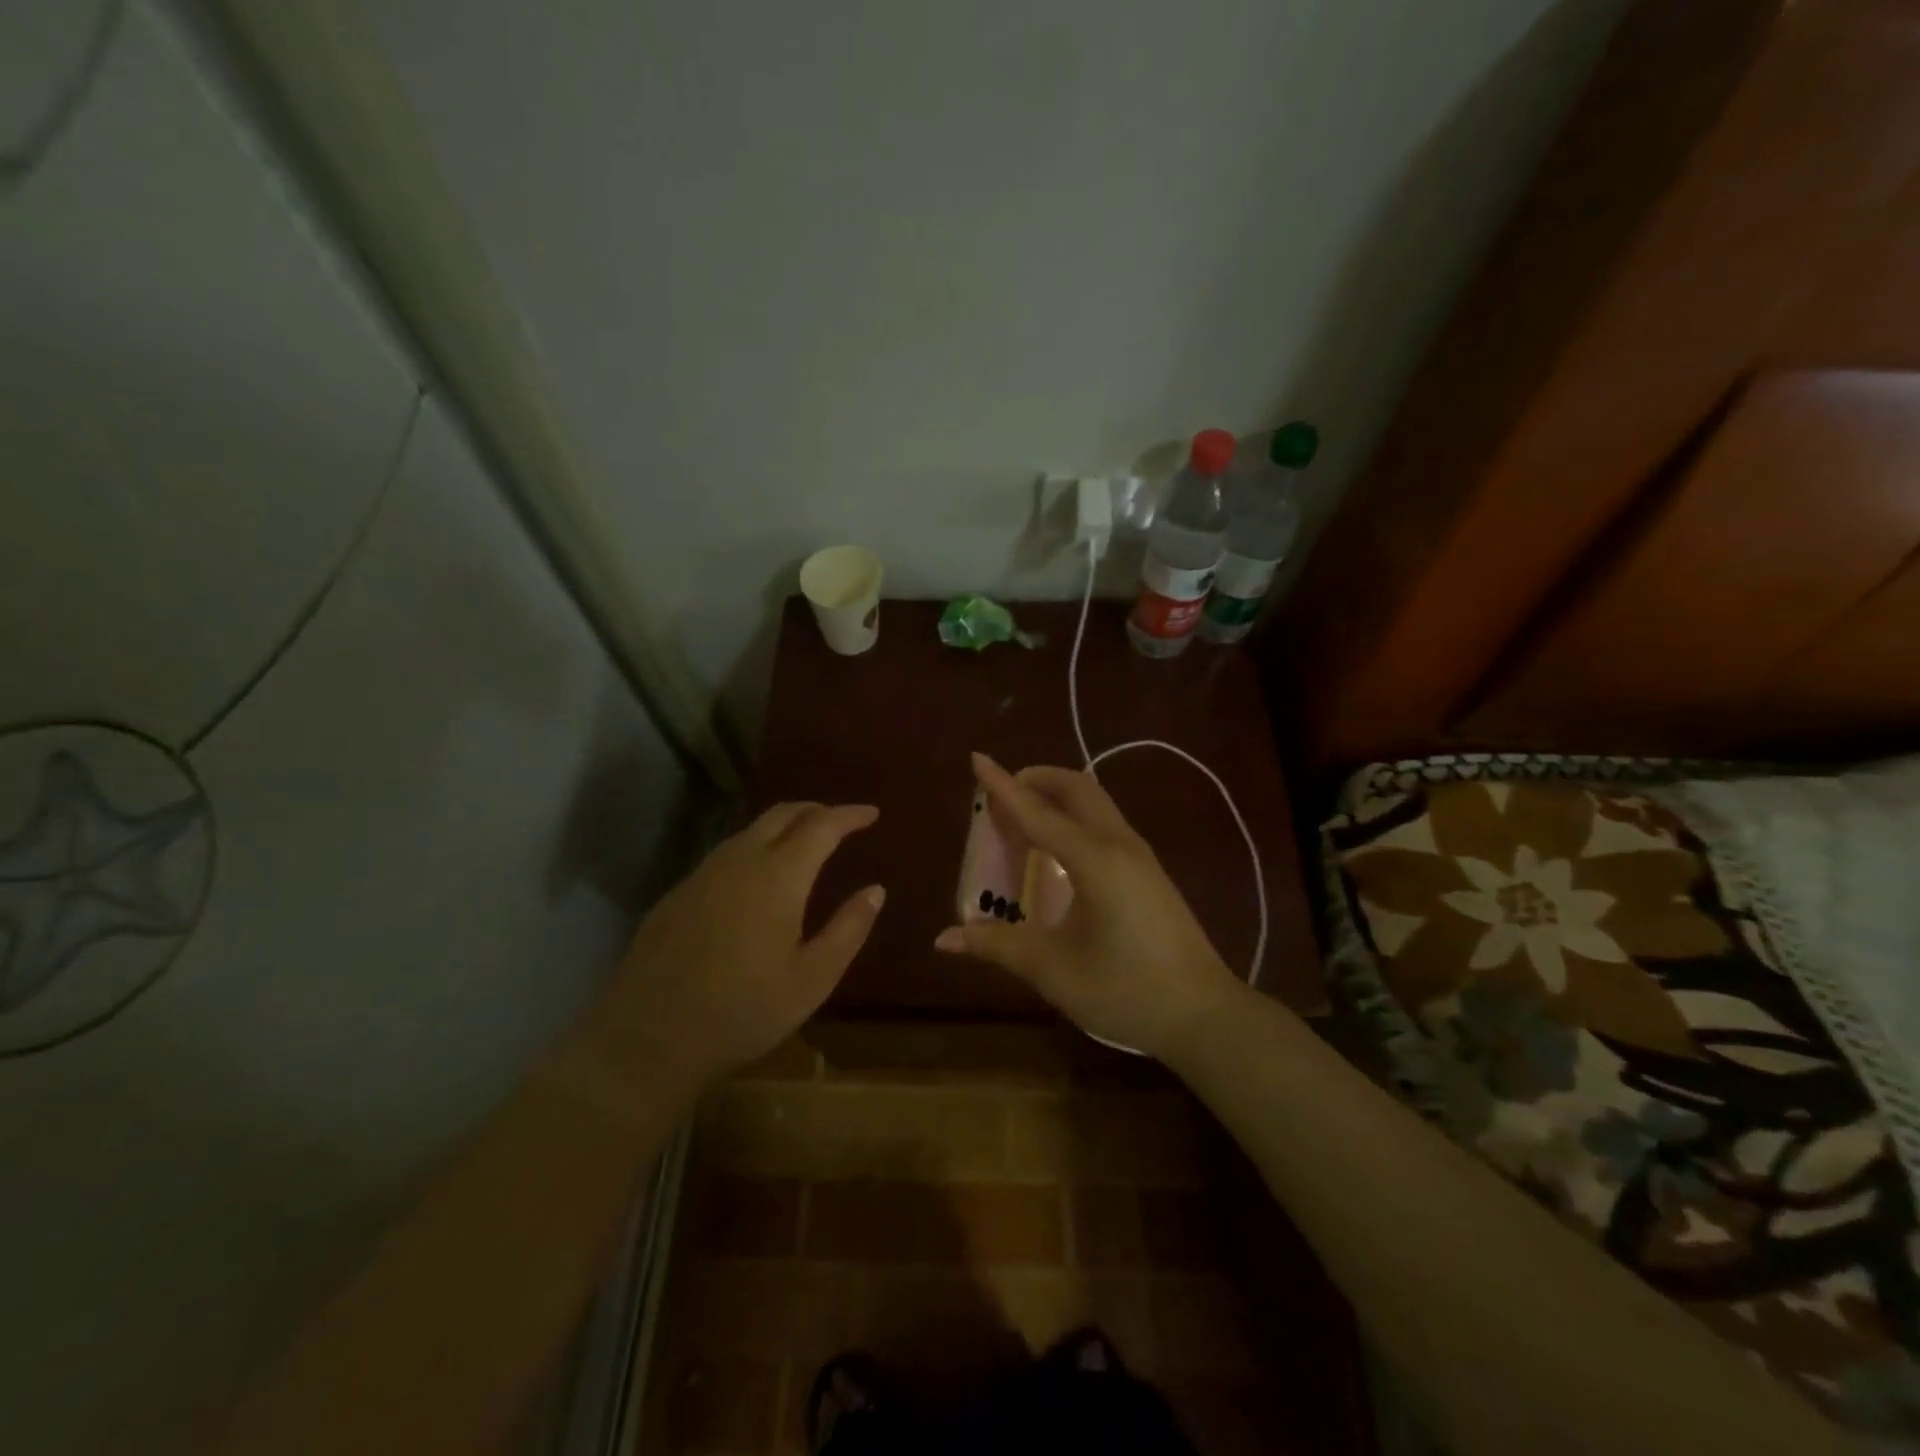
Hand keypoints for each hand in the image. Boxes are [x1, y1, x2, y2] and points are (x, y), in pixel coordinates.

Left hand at [588, 802, 883, 1090]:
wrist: (649, 1038)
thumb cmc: (744, 1010)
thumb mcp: (813, 978)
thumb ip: (849, 928)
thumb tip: (875, 890)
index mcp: (779, 875)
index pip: (822, 825)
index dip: (850, 815)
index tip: (872, 813)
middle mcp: (740, 860)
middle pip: (783, 814)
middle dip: (816, 810)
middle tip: (841, 821)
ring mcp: (703, 873)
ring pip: (750, 830)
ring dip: (784, 826)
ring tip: (804, 843)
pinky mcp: (679, 893)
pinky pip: (726, 853)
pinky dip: (755, 847)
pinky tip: (757, 877)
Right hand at [935, 754, 1243, 1059]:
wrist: (1203, 1014)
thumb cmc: (1126, 989)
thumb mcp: (1054, 969)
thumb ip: (998, 945)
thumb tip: (943, 938)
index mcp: (1095, 859)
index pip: (1037, 812)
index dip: (1003, 787)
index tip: (977, 759)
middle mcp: (1119, 844)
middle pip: (1076, 788)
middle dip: (1036, 780)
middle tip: (1000, 798)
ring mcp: (1140, 855)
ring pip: (1095, 802)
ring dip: (1056, 797)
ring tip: (1023, 819)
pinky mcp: (1149, 871)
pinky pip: (1105, 823)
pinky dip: (1074, 817)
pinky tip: (1057, 851)